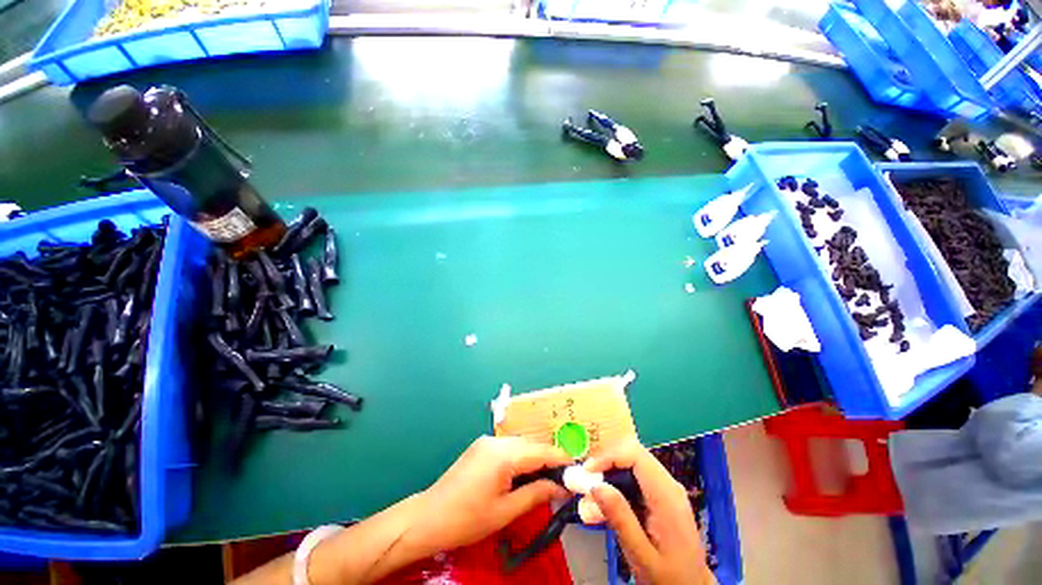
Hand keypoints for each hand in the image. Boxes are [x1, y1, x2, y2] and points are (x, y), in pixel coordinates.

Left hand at [408, 436, 571, 555]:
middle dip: (548, 459)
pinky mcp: (480, 446)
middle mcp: (497, 441)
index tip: (576, 470)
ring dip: (534, 458)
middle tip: (561, 480)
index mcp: (504, 455)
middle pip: (531, 445)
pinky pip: (508, 447)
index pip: (541, 451)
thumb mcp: (506, 511)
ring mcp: (487, 441)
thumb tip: (560, 487)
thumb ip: (536, 494)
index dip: (561, 459)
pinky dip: (519, 458)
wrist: (429, 517)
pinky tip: (521, 474)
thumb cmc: (468, 519)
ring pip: (520, 444)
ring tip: (544, 479)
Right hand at [584, 439, 714, 584]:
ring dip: (609, 475)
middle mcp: (668, 484)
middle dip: (606, 464)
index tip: (588, 471)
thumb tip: (596, 486)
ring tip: (591, 497)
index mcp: (667, 496)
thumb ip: (621, 519)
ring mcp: (665, 488)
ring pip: (631, 464)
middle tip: (586, 482)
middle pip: (632, 454)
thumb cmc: (669, 577)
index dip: (609, 456)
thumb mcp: (641, 555)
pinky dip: (616, 485)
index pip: (635, 455)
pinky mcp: (659, 494)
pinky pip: (634, 478)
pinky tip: (604, 504)